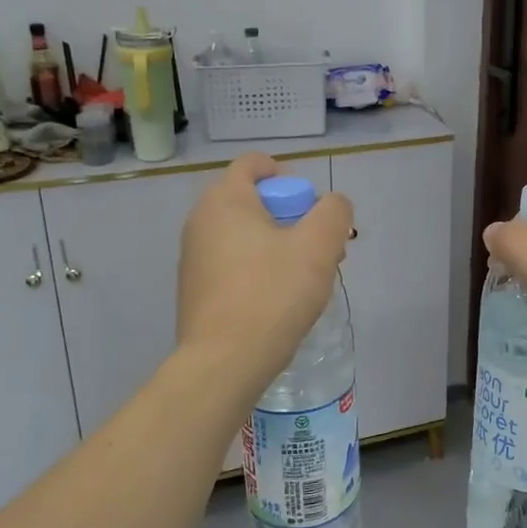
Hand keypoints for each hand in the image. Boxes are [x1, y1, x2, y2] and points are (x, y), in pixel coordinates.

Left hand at [178, 154, 353, 400]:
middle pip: (252, 200)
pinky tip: (277, 300)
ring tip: (303, 278)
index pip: (254, 164)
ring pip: (244, 234)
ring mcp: (193, 256)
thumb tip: (332, 206)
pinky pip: (232, 262)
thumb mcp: (319, 247)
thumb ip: (334, 213)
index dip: (288, 175)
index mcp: (225, 200)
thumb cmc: (272, 295)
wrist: (224, 363)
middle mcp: (200, 220)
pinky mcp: (194, 288)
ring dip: (277, 245)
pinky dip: (257, 268)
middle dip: (290, 216)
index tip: (310, 207)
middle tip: (317, 247)